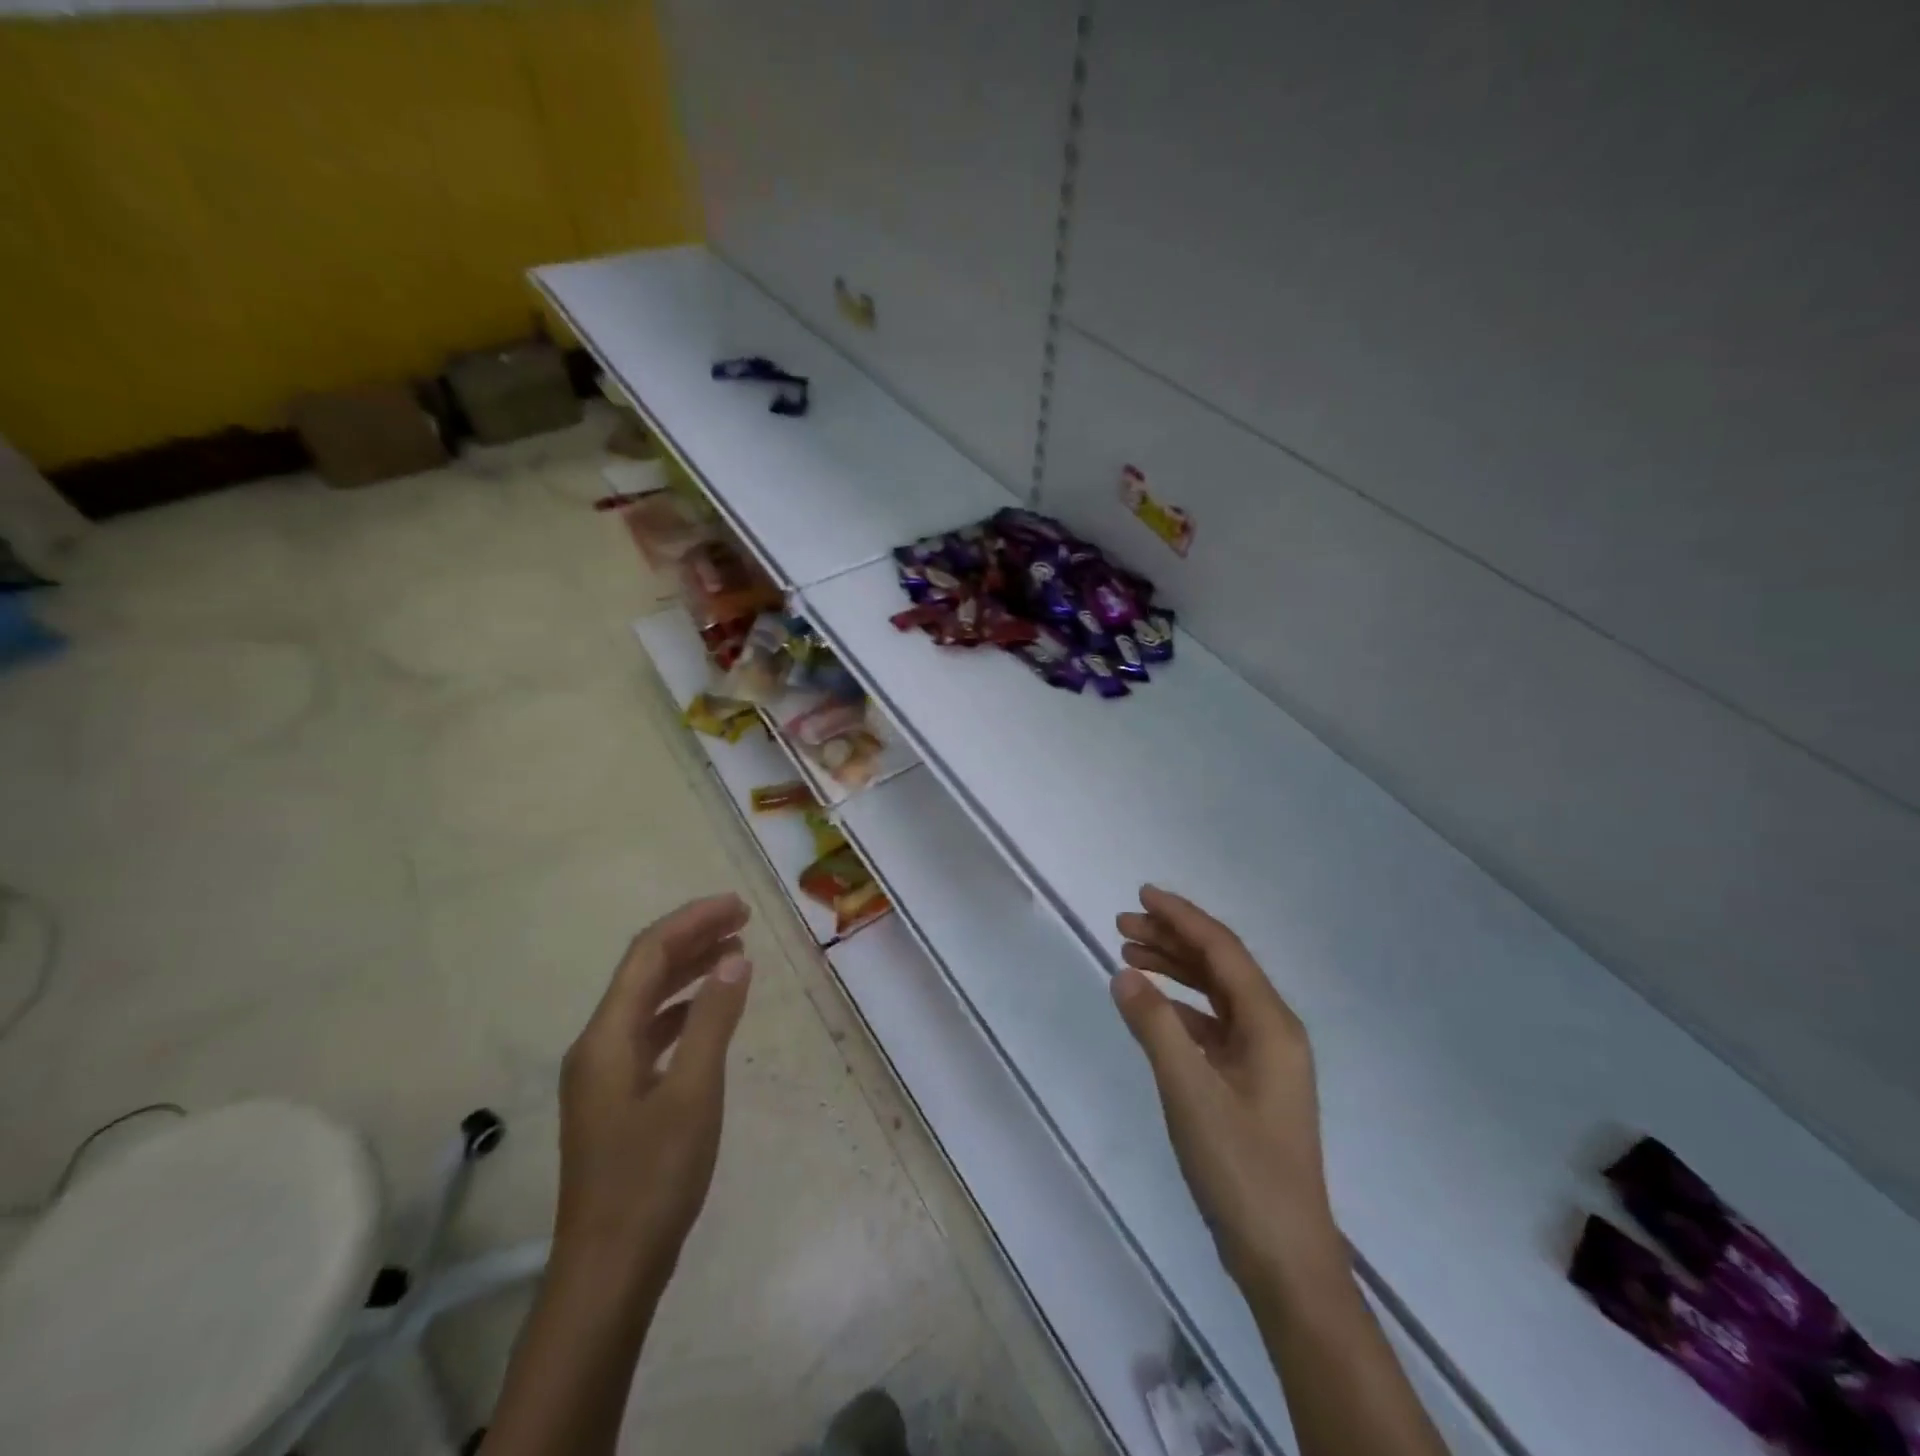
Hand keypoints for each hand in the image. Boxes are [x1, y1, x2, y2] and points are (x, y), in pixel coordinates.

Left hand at [554, 894, 753, 1284]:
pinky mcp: (616, 1099)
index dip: (693, 921)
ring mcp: (603, 1075)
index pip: (648, 954)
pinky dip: (683, 1011)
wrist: (609, 1271)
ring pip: (647, 1002)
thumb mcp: (694, 1092)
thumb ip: (713, 1020)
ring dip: (689, 972)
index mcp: (606, 1037)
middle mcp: (597, 1046)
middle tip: (743, 921)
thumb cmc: (652, 1177)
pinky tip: (711, 1013)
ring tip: (735, 954)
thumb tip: (734, 959)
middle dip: (692, 939)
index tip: (739, 906)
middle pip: (644, 972)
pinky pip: (650, 1033)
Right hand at [1113, 886, 1341, 1291]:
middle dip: (1172, 939)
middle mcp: (1273, 1031)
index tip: (1142, 895)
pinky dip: (1180, 1008)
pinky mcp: (1249, 1084)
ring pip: (1215, 995)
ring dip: (1174, 970)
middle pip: (1220, 967)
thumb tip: (1124, 973)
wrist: (1282, 1257)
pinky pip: (1212, 1025)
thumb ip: (1155, 1026)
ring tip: (1128, 954)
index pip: (1223, 951)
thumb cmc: (1240, 1169)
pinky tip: (1151, 1006)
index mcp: (1271, 1025)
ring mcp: (1263, 1059)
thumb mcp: (1190, 1092)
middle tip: (1121, 925)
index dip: (1182, 917)